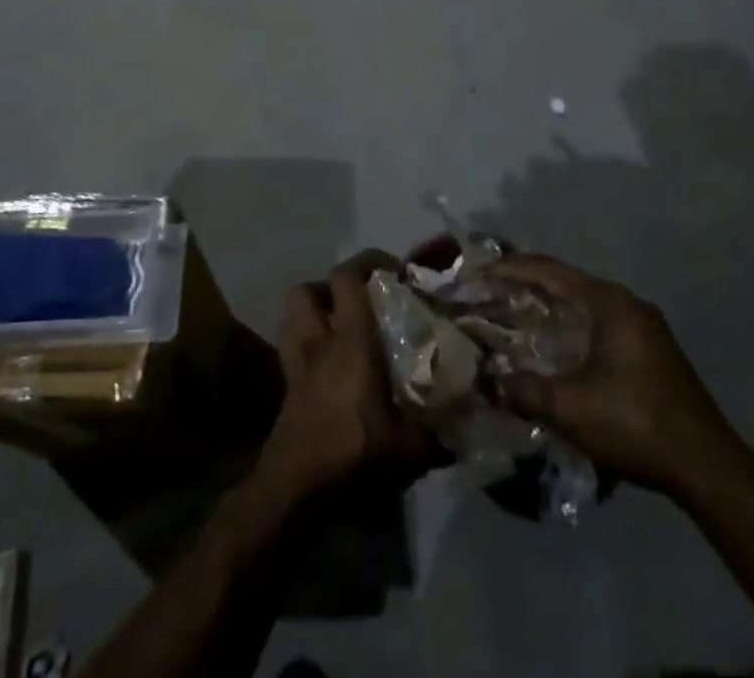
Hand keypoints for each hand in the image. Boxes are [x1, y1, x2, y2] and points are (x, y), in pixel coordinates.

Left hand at [258, 250, 435, 500]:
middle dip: (332, 286)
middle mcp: (319, 341)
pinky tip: (326, 363)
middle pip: (309, 289)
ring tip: (340, 324)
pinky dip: (305, 345)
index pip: (348, 278)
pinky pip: (291, 348)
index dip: (369, 263)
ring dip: (313, 311)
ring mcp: (297, 363)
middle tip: (362, 300)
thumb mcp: (410, 449)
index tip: (395, 271)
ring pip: (292, 315)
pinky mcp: (287, 388)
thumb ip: (438, 431)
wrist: (296, 491)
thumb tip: (467, 423)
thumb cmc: (353, 454)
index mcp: (350, 340)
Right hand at [491, 254, 743, 502]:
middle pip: (567, 280)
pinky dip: (571, 321)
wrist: (708, 466)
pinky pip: (599, 319)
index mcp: (608, 302)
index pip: (549, 271)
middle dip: (527, 282)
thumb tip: (489, 383)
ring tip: (516, 312)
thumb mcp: (571, 409)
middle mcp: (626, 302)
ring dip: (551, 303)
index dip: (510, 269)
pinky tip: (556, 342)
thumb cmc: (636, 424)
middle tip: (491, 290)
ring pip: (585, 300)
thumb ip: (525, 391)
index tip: (479, 272)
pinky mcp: (651, 348)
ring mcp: (643, 324)